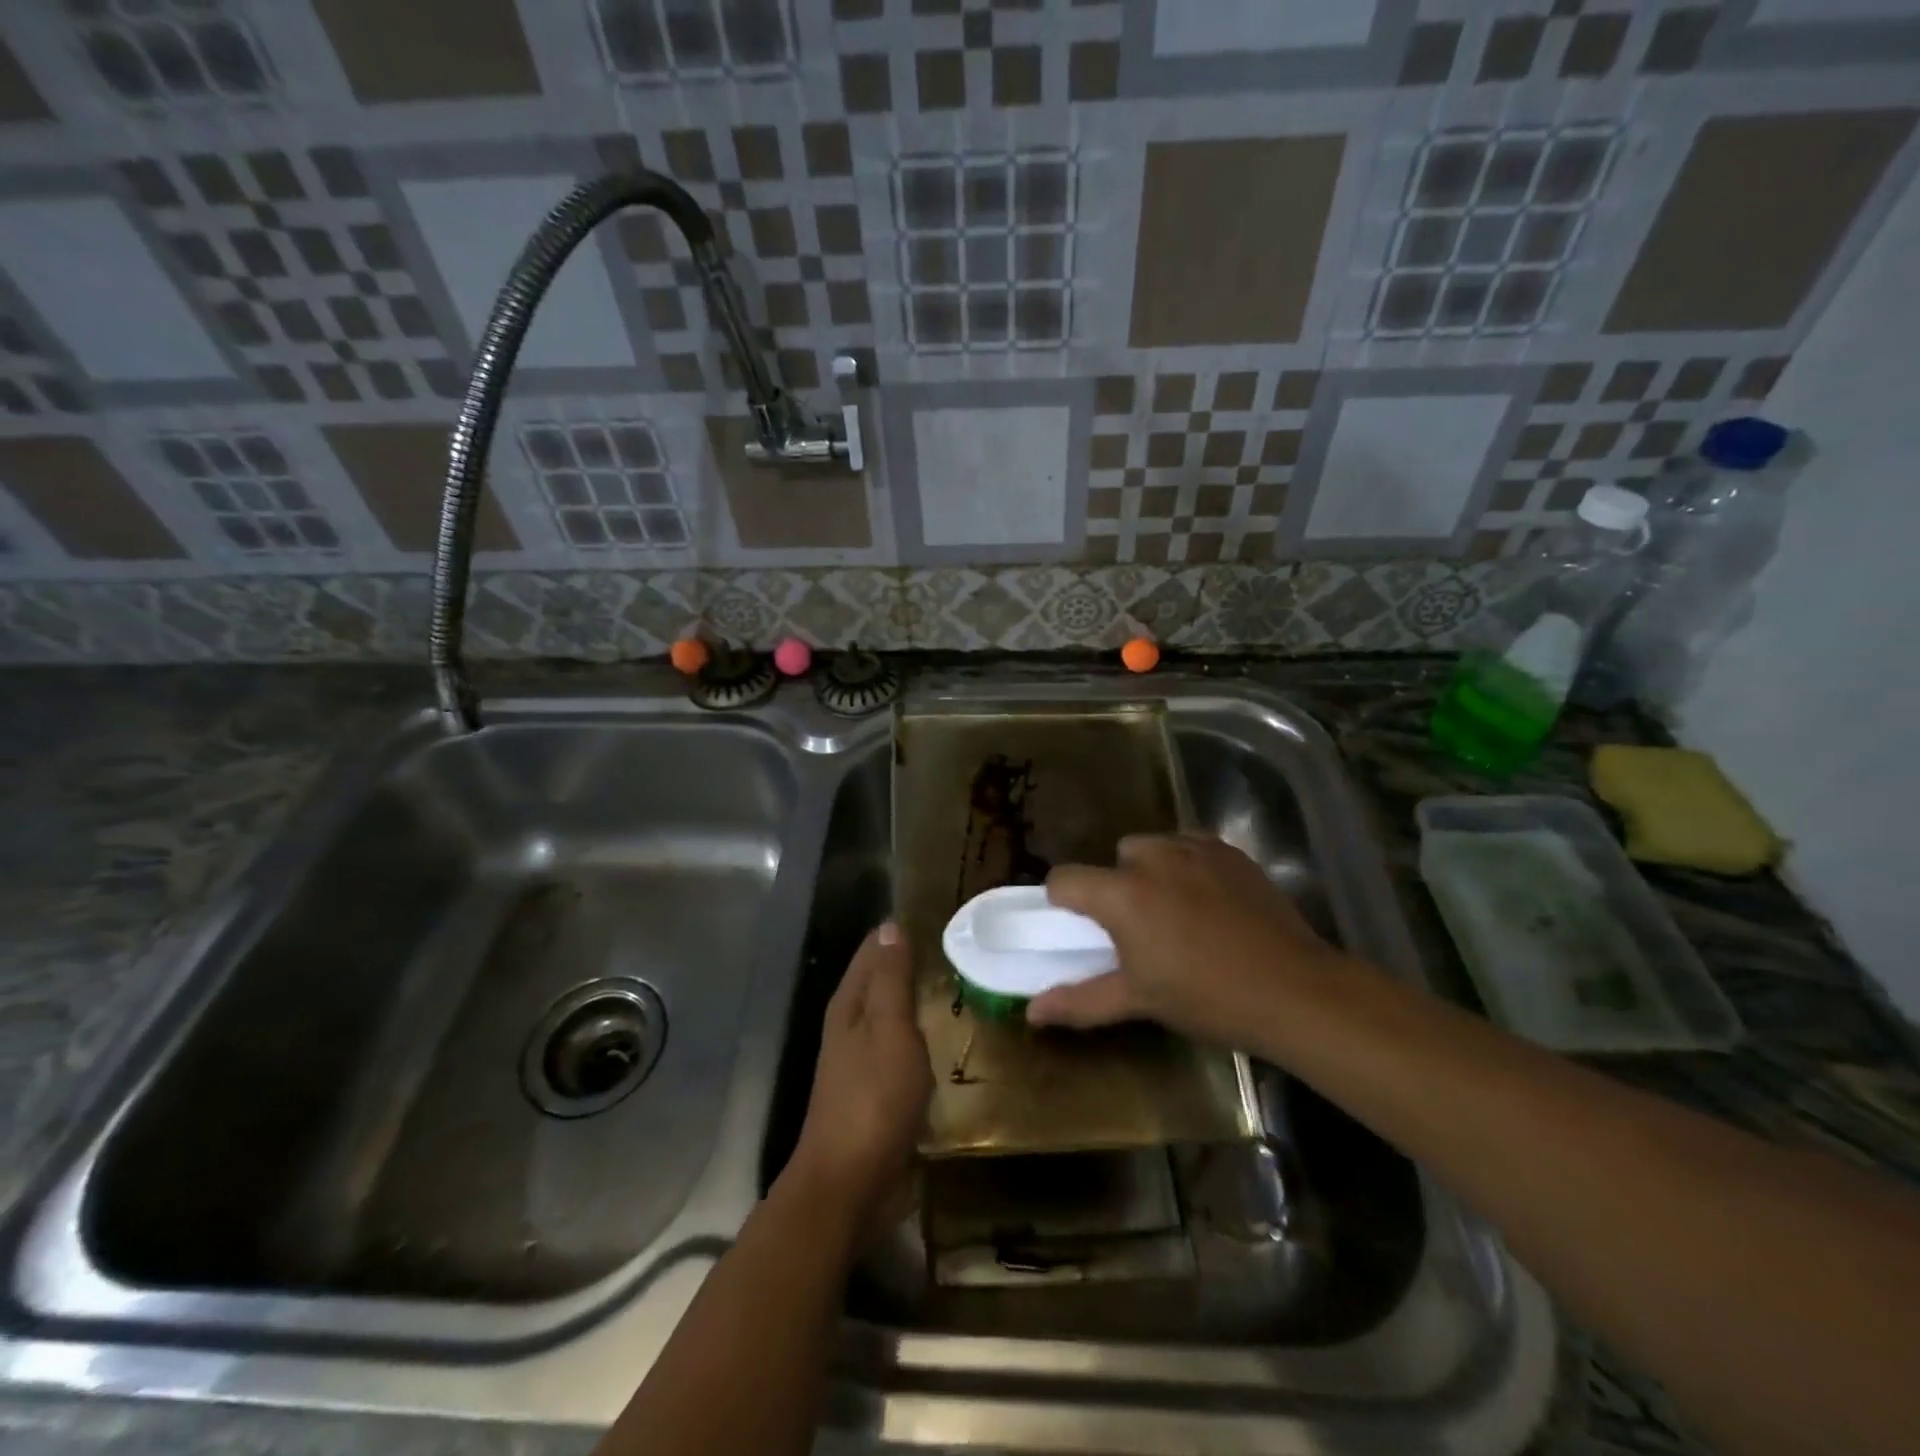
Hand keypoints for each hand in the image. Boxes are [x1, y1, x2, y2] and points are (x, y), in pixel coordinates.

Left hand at [786, 923, 931, 1233]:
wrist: (849, 1184)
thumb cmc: (873, 1099)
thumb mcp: (889, 1030)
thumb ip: (891, 979)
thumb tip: (889, 926)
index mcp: (849, 1005)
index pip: (872, 951)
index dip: (899, 933)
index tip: (938, 918)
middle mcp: (850, 1026)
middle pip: (880, 981)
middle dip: (911, 964)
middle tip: (959, 950)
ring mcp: (860, 1062)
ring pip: (891, 1016)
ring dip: (916, 1002)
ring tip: (958, 987)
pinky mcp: (875, 1092)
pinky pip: (900, 1050)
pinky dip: (919, 1037)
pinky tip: (944, 1041)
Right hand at [1027, 834, 1343, 1049]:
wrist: (1294, 990)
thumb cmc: (1207, 998)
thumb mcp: (1139, 1000)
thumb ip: (1080, 1000)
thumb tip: (1031, 1013)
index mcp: (1122, 894)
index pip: (1064, 879)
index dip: (1064, 901)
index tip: (1082, 928)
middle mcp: (1152, 858)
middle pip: (1113, 858)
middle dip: (1116, 886)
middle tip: (1140, 929)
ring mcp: (1194, 848)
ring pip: (1152, 847)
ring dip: (1151, 871)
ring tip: (1177, 912)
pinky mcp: (1229, 850)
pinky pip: (1189, 845)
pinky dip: (1187, 864)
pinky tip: (1210, 901)